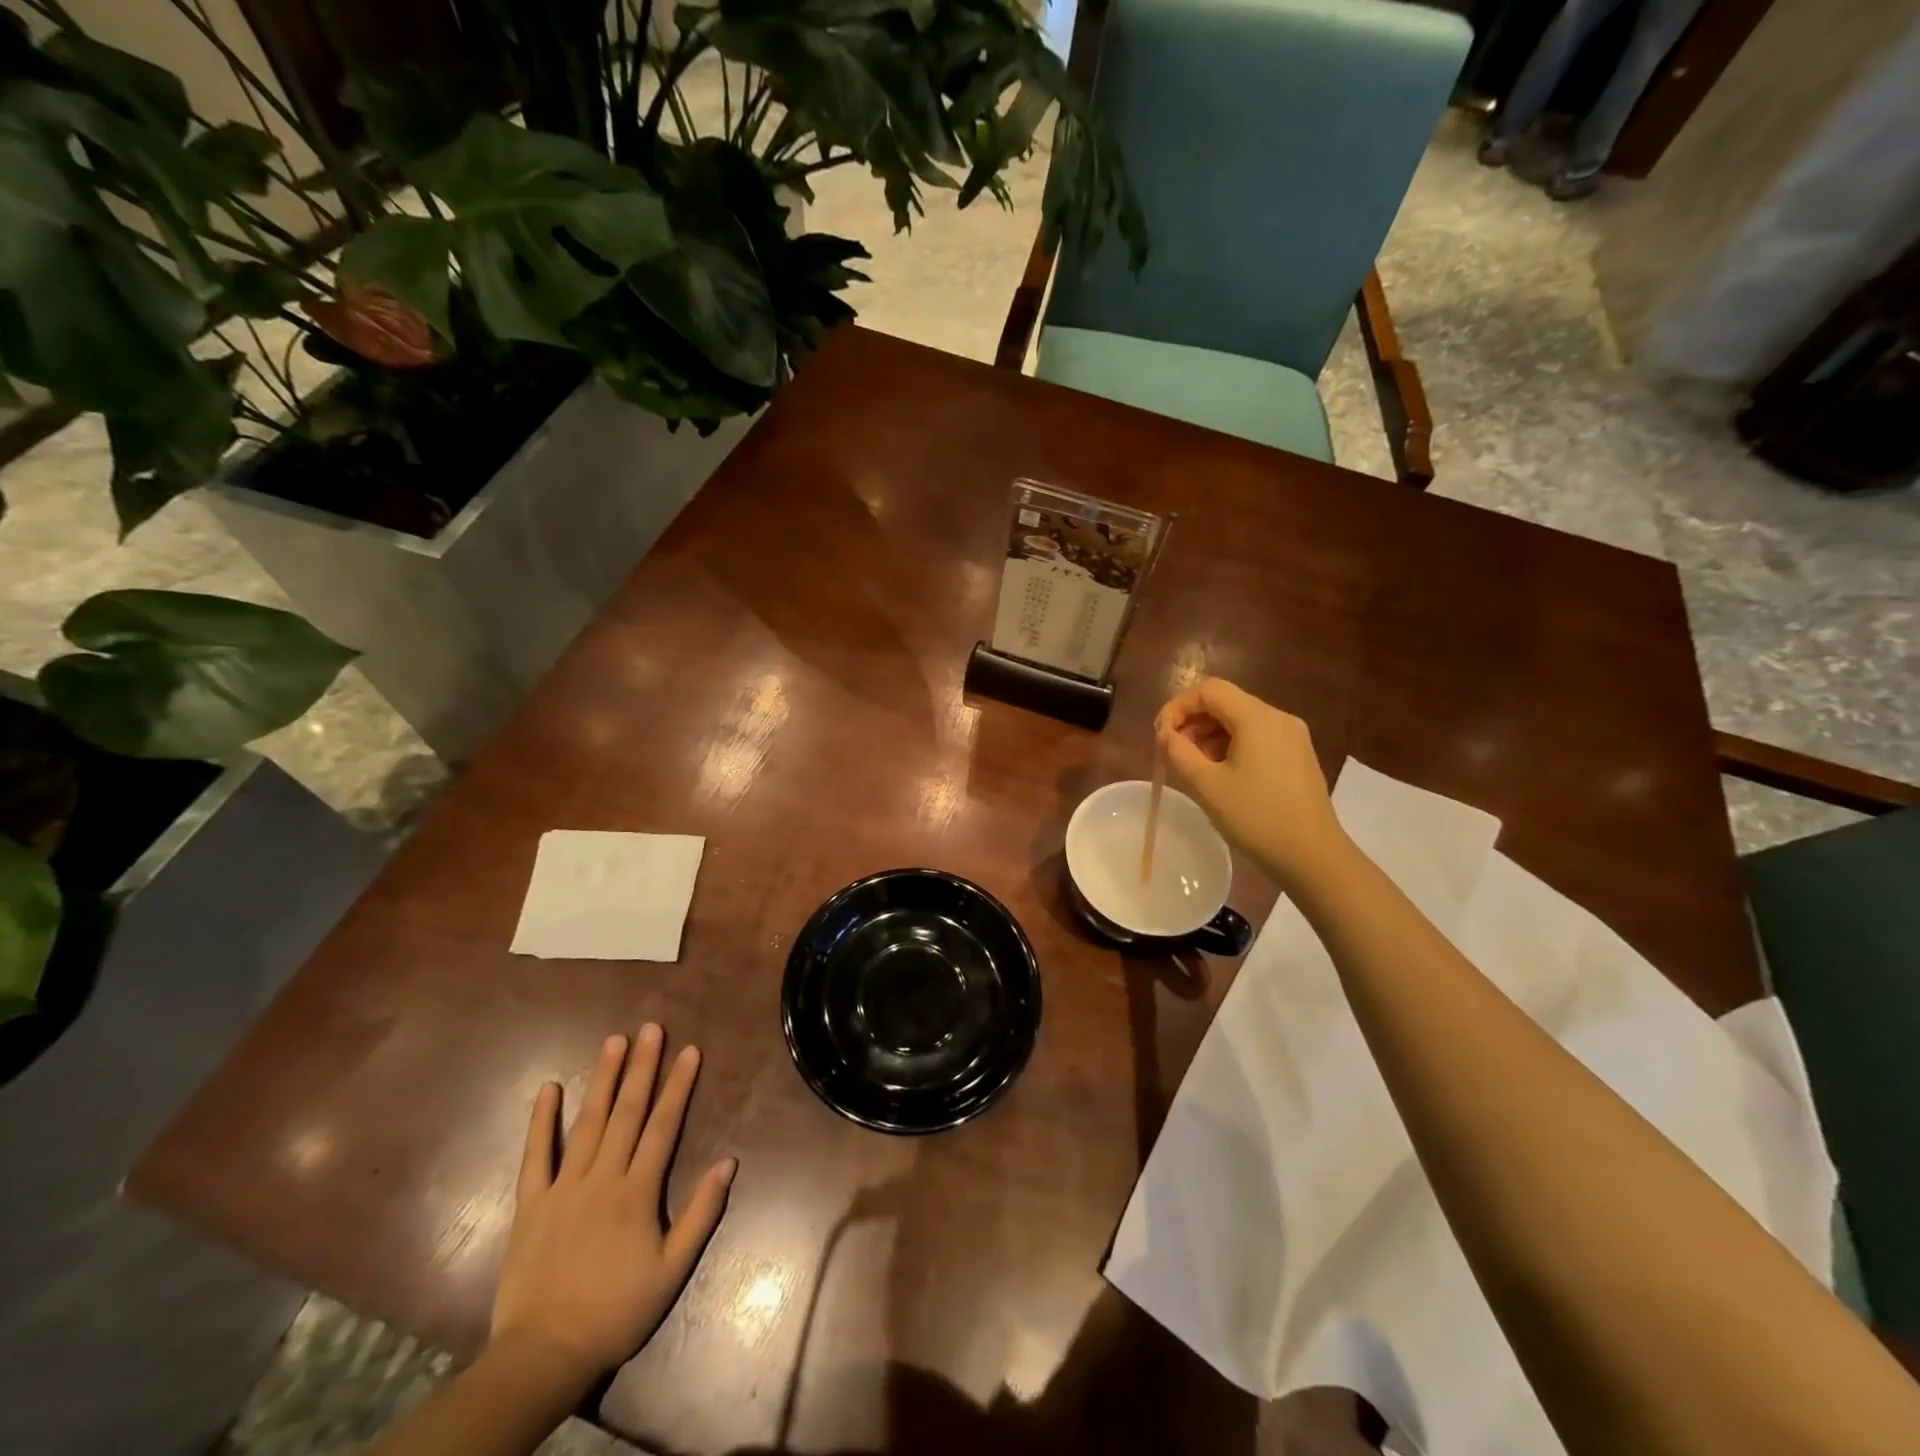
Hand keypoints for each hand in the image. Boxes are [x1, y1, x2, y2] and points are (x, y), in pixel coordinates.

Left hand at [490, 1026, 735, 1386]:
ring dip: (602, 1079)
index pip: (663, 1126)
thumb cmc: (617, 1311)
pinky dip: (542, 1121)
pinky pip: (535, 1156)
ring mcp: (563, 1187)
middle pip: (626, 1113)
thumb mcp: (672, 1270)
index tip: (690, 1050)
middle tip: (651, 1029)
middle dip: (642, 1068)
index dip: (678, 1086)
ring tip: (614, 1042)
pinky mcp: (531, 1203)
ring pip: (587, 1123)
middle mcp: (602, 1178)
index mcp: (637, 1191)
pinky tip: (548, 1088)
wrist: (545, 1355)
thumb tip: (729, 1162)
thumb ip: (701, 1214)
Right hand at [1155, 677, 1346, 887]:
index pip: (1209, 690)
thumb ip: (1179, 752)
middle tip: (1171, 751)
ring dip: (1210, 735)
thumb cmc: (1256, 818)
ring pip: (1240, 720)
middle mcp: (1278, 718)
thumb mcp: (1207, 785)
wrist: (1312, 856)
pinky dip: (1231, 745)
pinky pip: (1257, 737)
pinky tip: (1220, 773)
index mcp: (1257, 718)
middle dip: (1193, 721)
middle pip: (1226, 702)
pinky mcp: (1297, 756)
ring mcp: (1292, 737)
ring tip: (1192, 765)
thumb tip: (1166, 735)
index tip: (1160, 735)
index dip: (1177, 707)